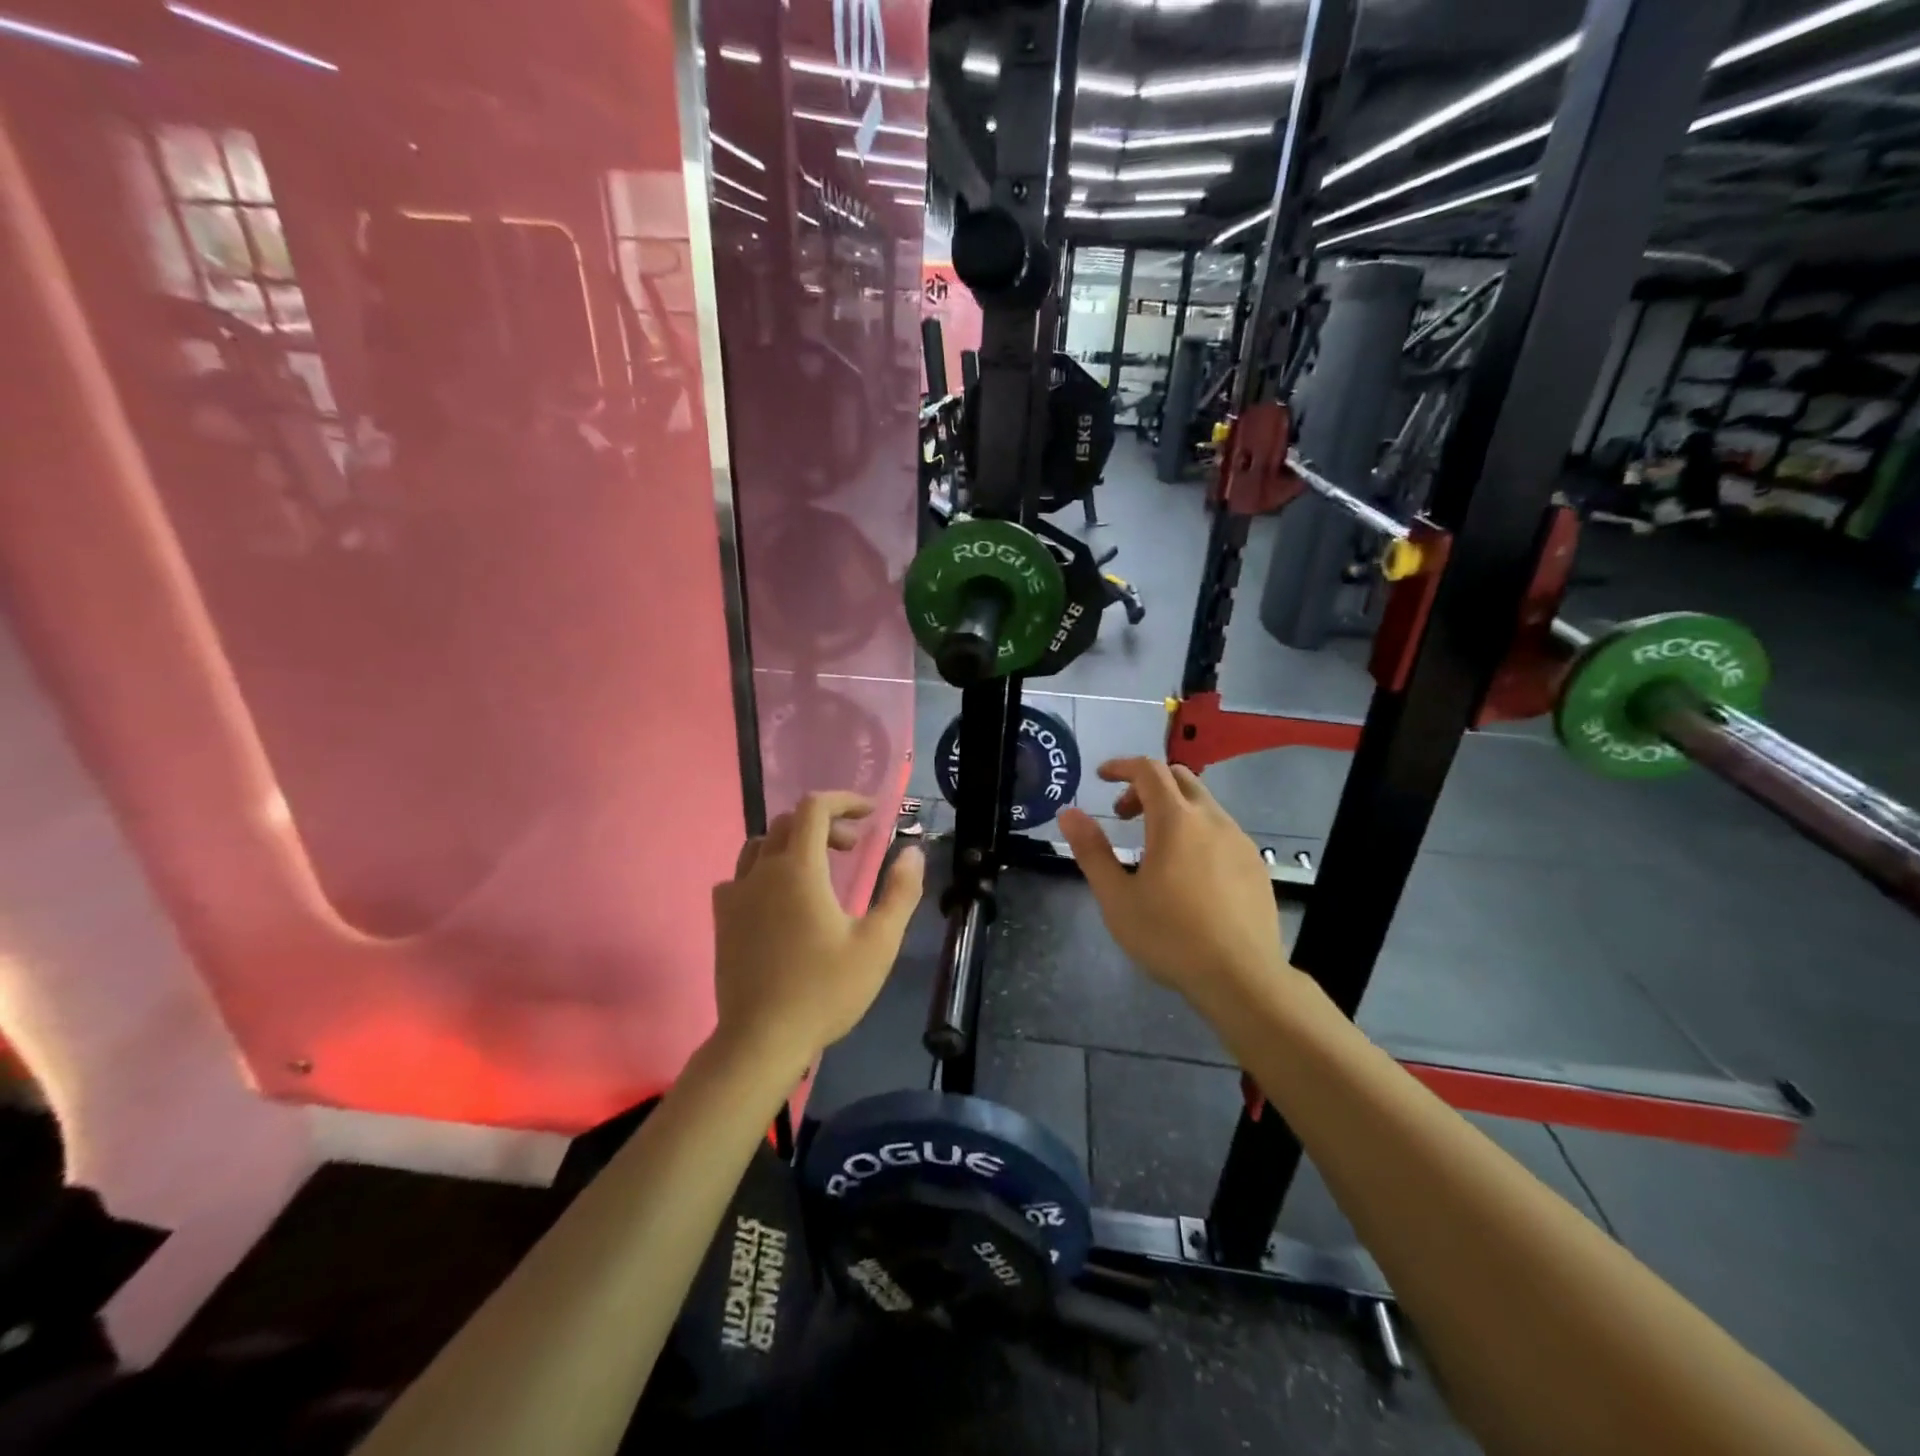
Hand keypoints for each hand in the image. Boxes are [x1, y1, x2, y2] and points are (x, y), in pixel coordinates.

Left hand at [712, 792, 924, 1069]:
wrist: (762, 1040)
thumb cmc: (825, 991)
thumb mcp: (878, 943)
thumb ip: (899, 892)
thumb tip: (913, 851)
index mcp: (800, 869)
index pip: (815, 808)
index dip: (844, 800)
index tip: (870, 813)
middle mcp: (762, 871)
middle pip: (789, 822)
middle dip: (826, 824)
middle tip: (853, 848)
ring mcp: (736, 894)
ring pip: (761, 845)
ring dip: (794, 844)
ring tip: (819, 870)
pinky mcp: (723, 919)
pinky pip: (741, 875)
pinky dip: (765, 870)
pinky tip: (780, 899)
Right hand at [1057, 758, 1288, 1015]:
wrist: (1241, 977)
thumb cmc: (1170, 936)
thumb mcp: (1117, 897)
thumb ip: (1091, 850)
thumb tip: (1069, 813)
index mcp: (1176, 820)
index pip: (1148, 770)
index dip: (1122, 766)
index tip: (1101, 777)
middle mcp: (1212, 819)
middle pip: (1180, 778)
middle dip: (1147, 785)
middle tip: (1124, 815)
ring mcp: (1240, 841)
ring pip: (1203, 804)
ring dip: (1173, 809)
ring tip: (1154, 848)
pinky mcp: (1256, 864)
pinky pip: (1222, 830)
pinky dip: (1197, 831)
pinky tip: (1188, 873)